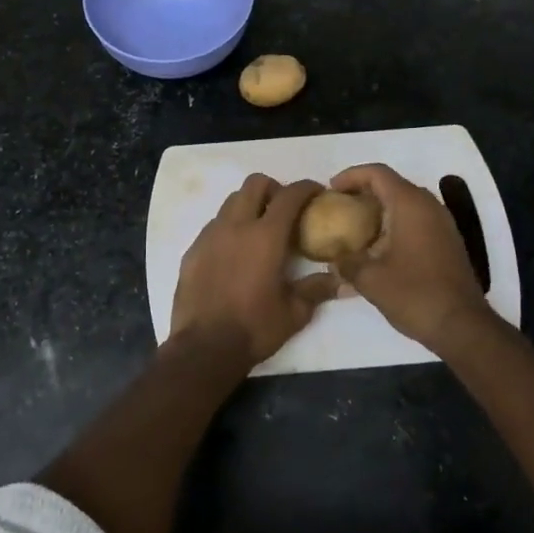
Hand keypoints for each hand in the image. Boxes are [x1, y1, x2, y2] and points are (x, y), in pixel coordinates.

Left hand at [170, 175, 339, 366]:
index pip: (289, 195)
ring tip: (259, 230)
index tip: (317, 192)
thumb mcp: (294, 313)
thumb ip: (316, 289)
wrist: (203, 348)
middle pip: (255, 184)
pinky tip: (235, 253)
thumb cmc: (254, 328)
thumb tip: (340, 280)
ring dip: (249, 206)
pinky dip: (229, 227)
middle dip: (274, 188)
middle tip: (285, 209)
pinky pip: (214, 225)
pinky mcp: (193, 250)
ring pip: (232, 202)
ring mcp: (210, 235)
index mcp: (265, 236)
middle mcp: (236, 226)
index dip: (306, 188)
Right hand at [328, 163, 491, 353]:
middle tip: (340, 206)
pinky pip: (417, 219)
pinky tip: (379, 247)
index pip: (377, 173)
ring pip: (406, 203)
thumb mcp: (370, 280)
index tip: (331, 189)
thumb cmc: (415, 294)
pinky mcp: (448, 241)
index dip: (351, 175)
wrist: (462, 325)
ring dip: (380, 209)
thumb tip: (335, 259)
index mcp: (410, 205)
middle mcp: (429, 206)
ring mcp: (442, 223)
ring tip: (355, 226)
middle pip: (392, 184)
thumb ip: (347, 263)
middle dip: (364, 191)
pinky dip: (395, 223)